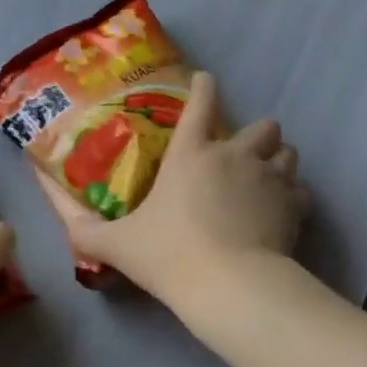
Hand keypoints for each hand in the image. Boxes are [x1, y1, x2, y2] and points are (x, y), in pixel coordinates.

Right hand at [62, 71, 308, 303]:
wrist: (229, 285)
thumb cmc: (170, 254)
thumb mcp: (118, 245)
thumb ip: (86, 231)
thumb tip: (65, 224)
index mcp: (191, 153)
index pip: (202, 102)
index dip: (205, 86)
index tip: (206, 81)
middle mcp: (235, 155)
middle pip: (264, 126)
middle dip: (258, 136)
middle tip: (244, 157)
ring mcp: (269, 178)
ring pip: (289, 152)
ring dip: (279, 162)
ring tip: (268, 180)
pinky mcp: (293, 205)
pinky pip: (301, 190)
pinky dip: (294, 197)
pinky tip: (283, 212)